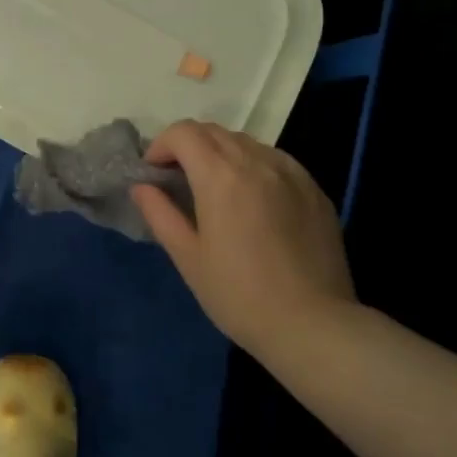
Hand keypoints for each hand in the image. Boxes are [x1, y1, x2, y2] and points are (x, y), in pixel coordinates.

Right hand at [132, 120, 357, 350]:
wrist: (313, 324)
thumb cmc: (239, 295)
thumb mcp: (187, 257)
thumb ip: (160, 213)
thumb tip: (142, 187)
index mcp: (220, 176)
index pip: (184, 132)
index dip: (161, 144)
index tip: (154, 172)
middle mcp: (257, 161)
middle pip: (214, 131)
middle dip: (188, 146)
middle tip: (178, 179)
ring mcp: (291, 172)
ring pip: (246, 142)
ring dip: (221, 153)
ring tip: (215, 189)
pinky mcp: (314, 189)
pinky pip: (275, 160)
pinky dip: (253, 166)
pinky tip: (253, 199)